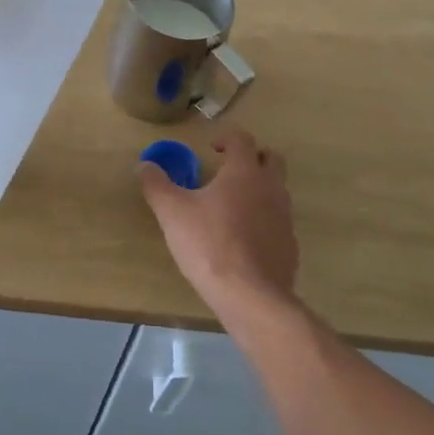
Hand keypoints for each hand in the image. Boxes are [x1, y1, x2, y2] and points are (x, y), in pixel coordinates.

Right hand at [139, 129, 299, 317]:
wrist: (250, 296)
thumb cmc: (209, 244)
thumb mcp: (172, 212)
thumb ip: (156, 184)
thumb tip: (144, 165)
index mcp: (244, 172)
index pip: (242, 139)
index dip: (226, 138)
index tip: (211, 149)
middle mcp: (271, 188)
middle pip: (270, 158)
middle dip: (252, 158)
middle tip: (228, 170)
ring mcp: (285, 217)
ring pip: (277, 190)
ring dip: (258, 188)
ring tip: (231, 205)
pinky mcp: (289, 245)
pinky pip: (278, 221)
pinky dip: (263, 220)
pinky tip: (242, 239)